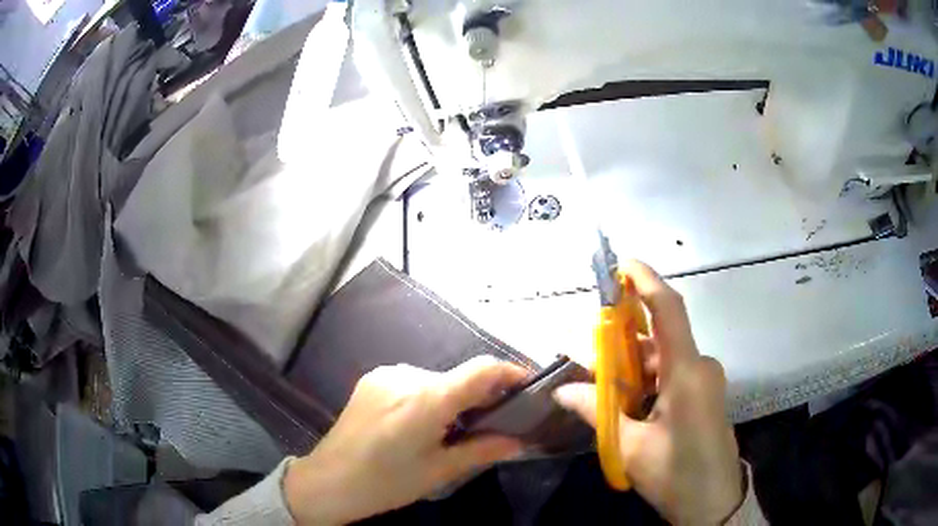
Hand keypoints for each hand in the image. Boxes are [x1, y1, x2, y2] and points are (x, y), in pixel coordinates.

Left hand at [284, 356, 527, 524]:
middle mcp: (406, 376)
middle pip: (458, 377)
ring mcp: (385, 374)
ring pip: (436, 380)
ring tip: (448, 430)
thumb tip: (520, 441)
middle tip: (488, 424)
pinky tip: (417, 423)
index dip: (510, 372)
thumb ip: (482, 450)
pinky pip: (413, 381)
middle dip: (479, 396)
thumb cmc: (386, 483)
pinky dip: (427, 397)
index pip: (481, 369)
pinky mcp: (372, 378)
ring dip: (451, 399)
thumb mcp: (439, 471)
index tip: (528, 386)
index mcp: (426, 400)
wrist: (329, 481)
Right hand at [554, 260, 742, 525]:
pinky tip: (629, 407)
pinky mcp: (705, 396)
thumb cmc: (676, 474)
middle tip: (591, 363)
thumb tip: (562, 390)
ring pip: (664, 361)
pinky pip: (673, 376)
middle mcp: (700, 367)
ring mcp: (705, 382)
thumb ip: (597, 413)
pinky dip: (648, 383)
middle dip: (624, 345)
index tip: (622, 264)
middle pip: (659, 340)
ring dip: (634, 370)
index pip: (668, 310)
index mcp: (688, 372)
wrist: (714, 503)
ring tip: (604, 395)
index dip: (646, 281)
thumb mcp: (631, 447)